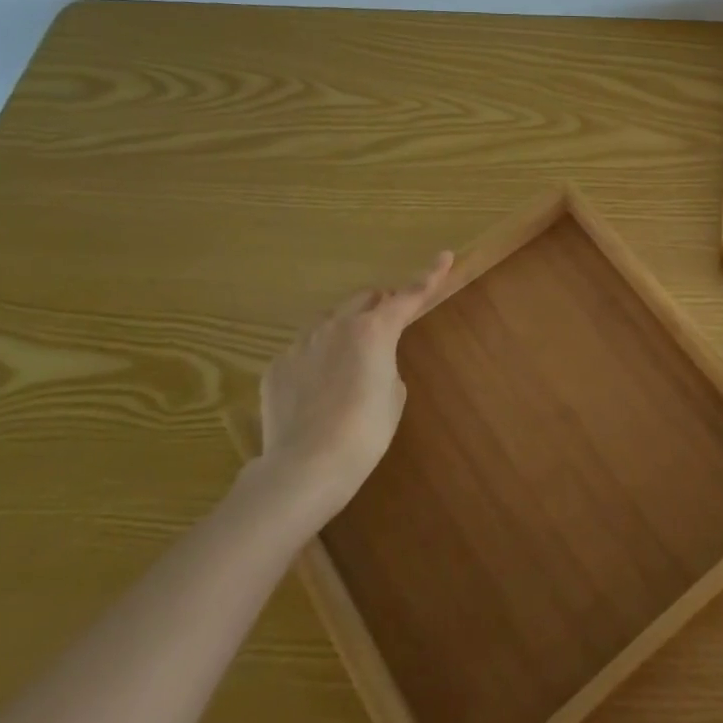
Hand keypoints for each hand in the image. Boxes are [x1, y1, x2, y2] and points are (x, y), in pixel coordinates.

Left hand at [256, 252, 453, 518]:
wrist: (307, 466)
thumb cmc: (366, 431)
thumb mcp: (394, 394)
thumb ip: (386, 364)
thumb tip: (369, 362)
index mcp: (374, 330)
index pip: (409, 295)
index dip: (430, 276)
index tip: (445, 256)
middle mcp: (336, 326)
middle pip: (364, 299)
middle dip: (380, 305)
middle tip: (389, 324)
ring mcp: (301, 344)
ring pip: (329, 321)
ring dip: (345, 329)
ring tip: (348, 363)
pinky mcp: (277, 367)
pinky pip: (303, 350)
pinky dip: (317, 359)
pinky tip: (317, 391)